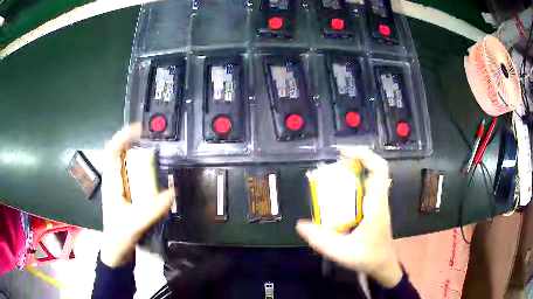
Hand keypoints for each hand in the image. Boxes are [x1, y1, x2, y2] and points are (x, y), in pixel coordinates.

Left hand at [100, 123, 174, 266]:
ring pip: (128, 166)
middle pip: (120, 154)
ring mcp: (121, 190)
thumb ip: (152, 210)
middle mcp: (115, 181)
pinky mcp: (127, 197)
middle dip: (133, 142)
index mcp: (111, 183)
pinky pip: (135, 179)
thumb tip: (172, 191)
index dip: (123, 137)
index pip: (112, 152)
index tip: (139, 129)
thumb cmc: (119, 237)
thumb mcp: (134, 224)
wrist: (117, 253)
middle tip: (152, 139)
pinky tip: (155, 176)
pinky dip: (144, 172)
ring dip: (139, 157)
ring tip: (155, 153)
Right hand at [296, 149, 401, 287]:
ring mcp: (378, 203)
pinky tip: (338, 194)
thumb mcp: (342, 252)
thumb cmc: (367, 258)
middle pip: (374, 169)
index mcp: (376, 205)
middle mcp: (379, 200)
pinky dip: (353, 184)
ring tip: (333, 176)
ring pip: (370, 177)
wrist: (383, 265)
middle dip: (355, 160)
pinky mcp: (374, 208)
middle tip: (334, 163)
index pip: (379, 170)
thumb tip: (300, 225)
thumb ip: (320, 240)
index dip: (364, 155)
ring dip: (354, 171)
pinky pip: (365, 188)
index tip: (343, 154)